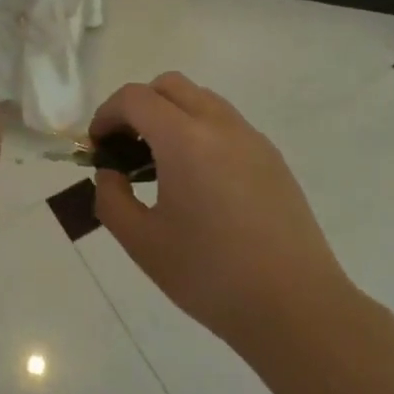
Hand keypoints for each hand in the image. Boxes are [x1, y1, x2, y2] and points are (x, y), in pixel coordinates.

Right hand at [91, 72, 355, 348]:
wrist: (295, 307)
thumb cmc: (210, 275)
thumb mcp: (142, 242)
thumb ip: (111, 198)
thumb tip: (111, 173)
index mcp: (185, 140)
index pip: (135, 98)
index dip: (107, 114)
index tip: (98, 148)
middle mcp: (220, 125)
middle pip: (169, 86)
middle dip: (138, 106)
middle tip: (126, 148)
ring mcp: (251, 139)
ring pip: (201, 100)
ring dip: (171, 115)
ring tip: (161, 165)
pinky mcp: (272, 158)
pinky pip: (226, 123)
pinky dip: (200, 131)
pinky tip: (198, 181)